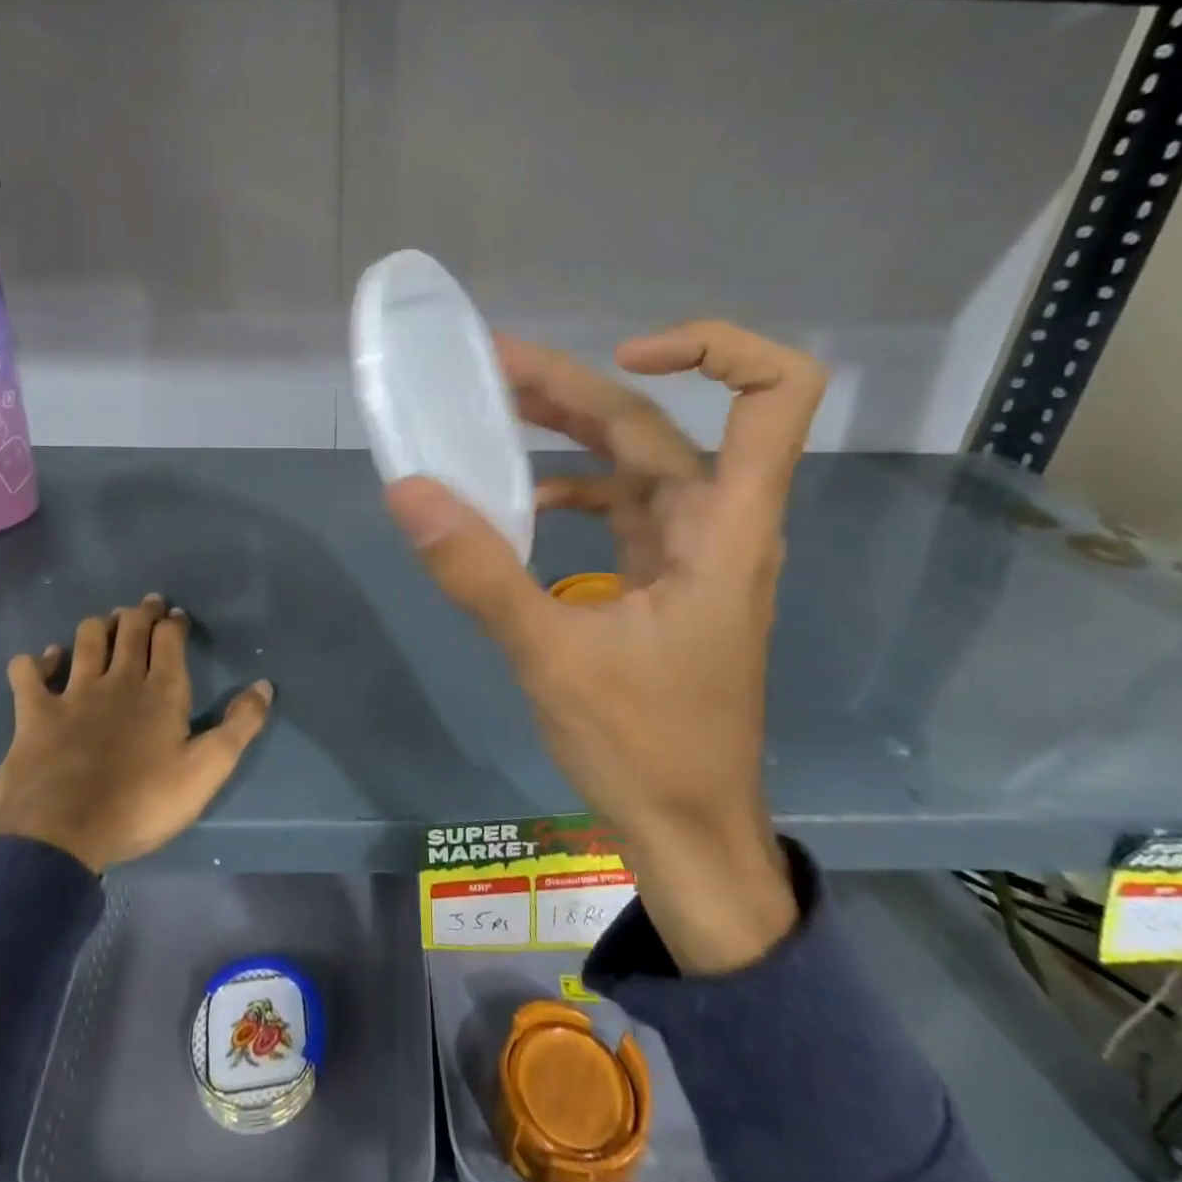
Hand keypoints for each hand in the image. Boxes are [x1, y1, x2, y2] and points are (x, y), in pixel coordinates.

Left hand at [0, 594, 272, 872]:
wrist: (61, 835)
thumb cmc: (141, 803)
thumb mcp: (206, 770)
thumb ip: (239, 726)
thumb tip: (265, 685)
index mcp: (161, 690)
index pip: (169, 639)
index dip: (173, 622)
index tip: (176, 614)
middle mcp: (119, 680)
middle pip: (130, 629)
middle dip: (140, 612)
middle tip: (146, 605)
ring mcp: (73, 693)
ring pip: (87, 639)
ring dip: (98, 626)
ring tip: (105, 623)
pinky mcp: (35, 713)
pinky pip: (29, 674)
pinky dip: (36, 662)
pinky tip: (42, 660)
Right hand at [385, 322, 825, 971]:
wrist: (689, 834)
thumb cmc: (644, 748)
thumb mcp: (551, 657)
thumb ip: (480, 572)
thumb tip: (409, 490)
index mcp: (723, 525)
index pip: (773, 395)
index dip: (713, 348)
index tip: (624, 352)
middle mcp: (717, 521)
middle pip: (654, 422)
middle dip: (573, 385)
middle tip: (488, 367)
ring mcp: (689, 549)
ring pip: (632, 459)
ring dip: (567, 428)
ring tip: (492, 407)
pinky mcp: (663, 576)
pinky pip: (618, 507)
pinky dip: (572, 489)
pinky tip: (522, 502)